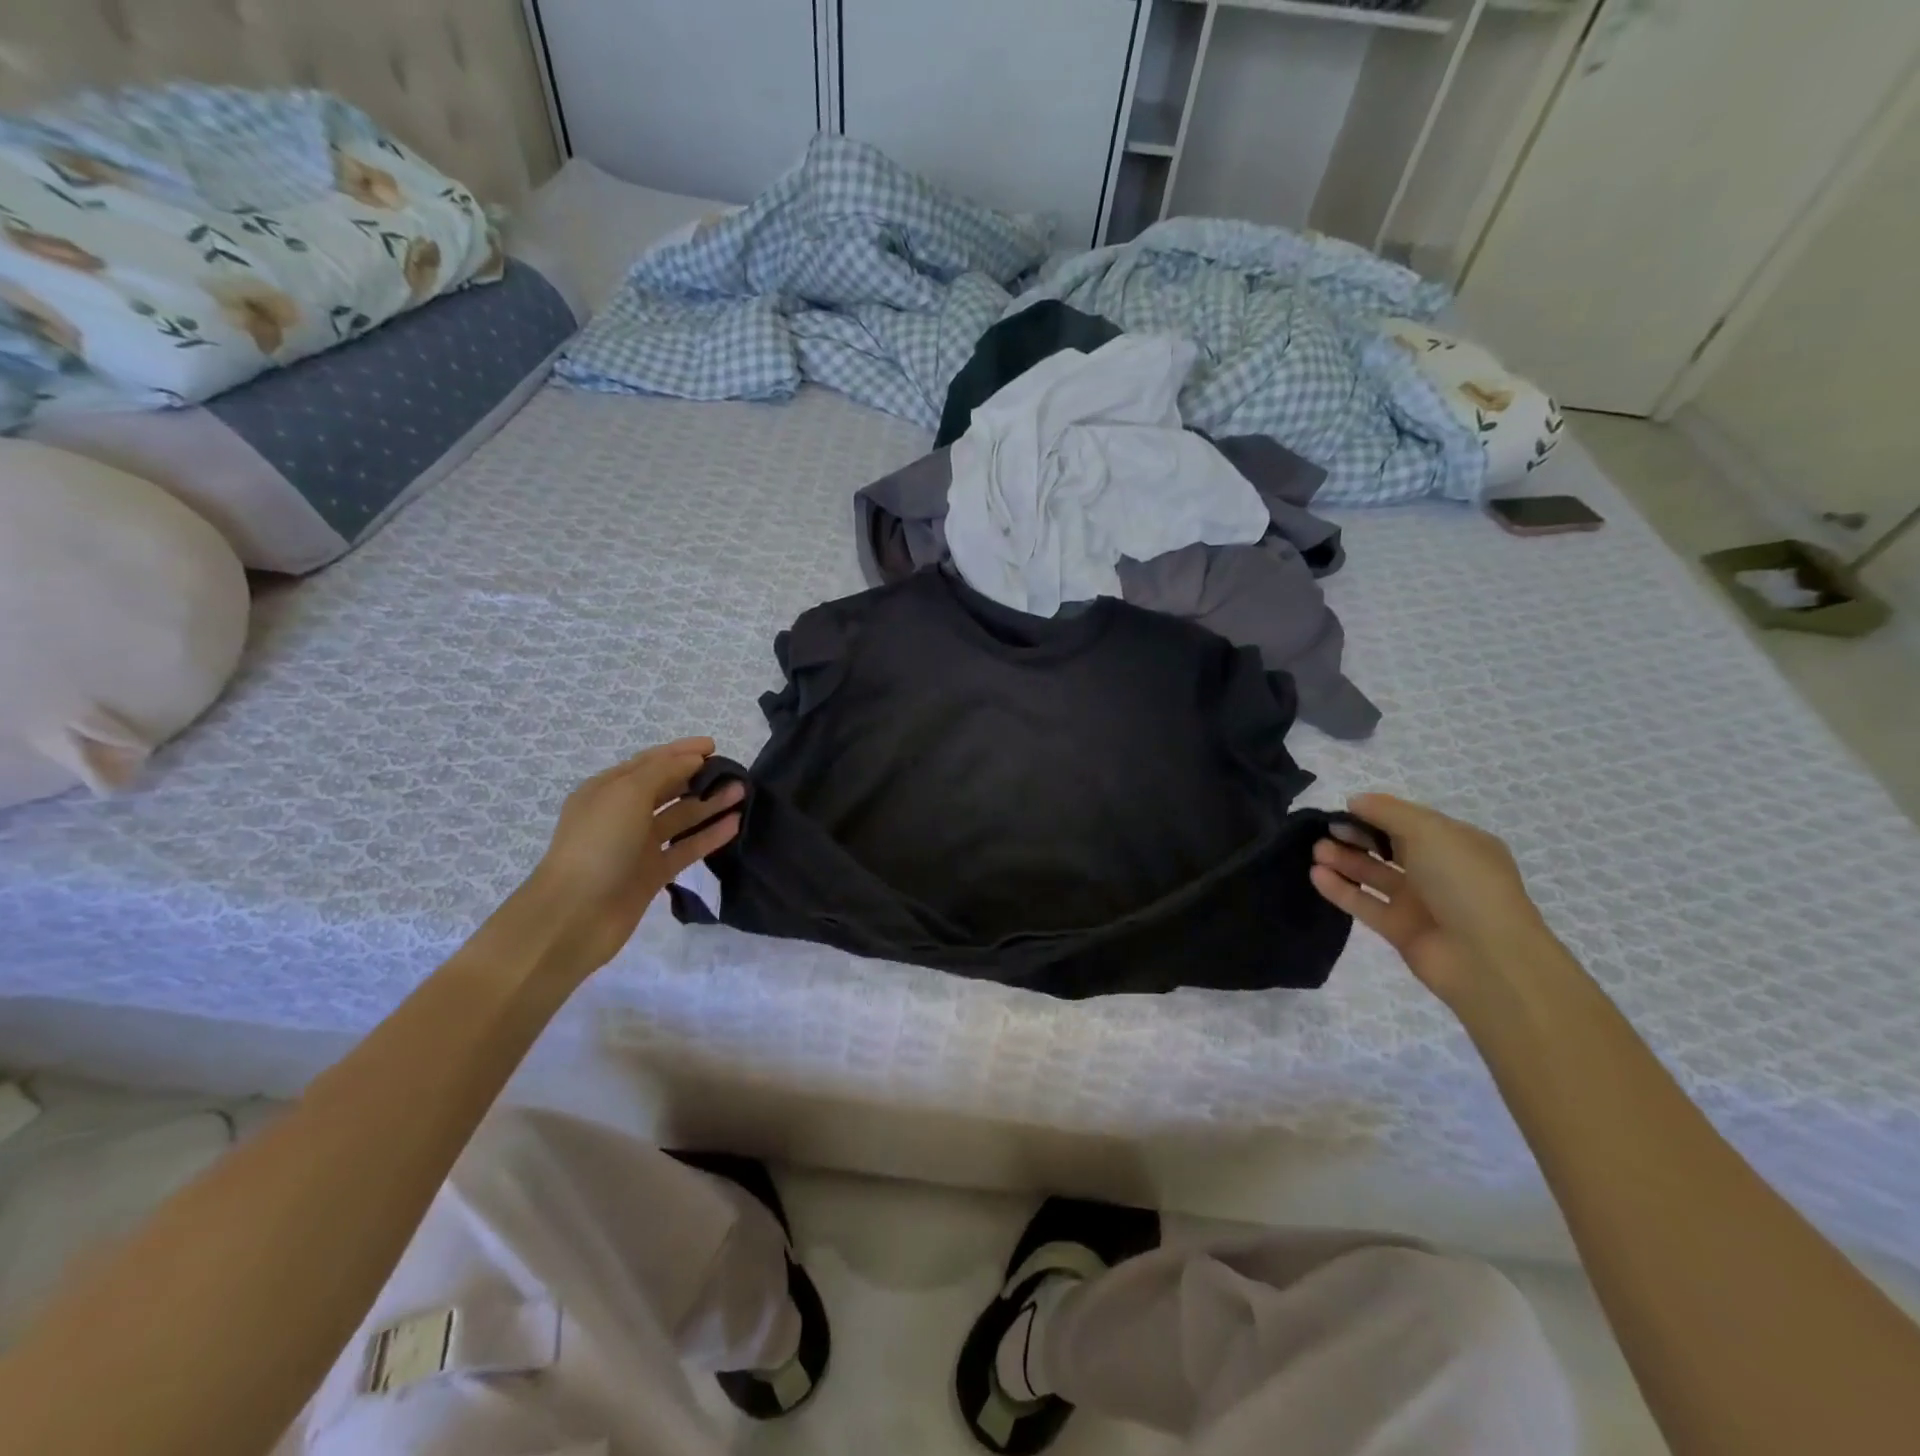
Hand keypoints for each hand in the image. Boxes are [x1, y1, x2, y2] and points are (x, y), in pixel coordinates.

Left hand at [526, 738, 743, 971]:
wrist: (574, 916)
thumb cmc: (598, 845)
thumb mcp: (627, 794)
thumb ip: (663, 771)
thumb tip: (693, 759)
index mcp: (608, 789)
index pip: (651, 762)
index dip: (682, 752)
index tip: (715, 746)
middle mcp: (622, 814)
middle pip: (667, 788)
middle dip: (699, 777)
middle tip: (734, 772)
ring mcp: (638, 845)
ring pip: (680, 818)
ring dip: (709, 804)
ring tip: (742, 793)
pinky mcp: (652, 873)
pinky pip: (686, 848)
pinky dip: (709, 835)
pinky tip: (735, 825)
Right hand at [1310, 793, 1553, 1011]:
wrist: (1486, 958)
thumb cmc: (1463, 882)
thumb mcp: (1430, 832)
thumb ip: (1388, 812)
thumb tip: (1355, 801)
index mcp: (1457, 844)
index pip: (1409, 821)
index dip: (1376, 813)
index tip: (1343, 810)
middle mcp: (1439, 870)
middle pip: (1388, 846)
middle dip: (1356, 836)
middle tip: (1325, 830)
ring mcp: (1419, 902)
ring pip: (1374, 874)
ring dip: (1344, 860)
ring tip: (1315, 852)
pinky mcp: (1399, 929)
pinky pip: (1364, 903)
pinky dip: (1341, 889)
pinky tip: (1316, 875)